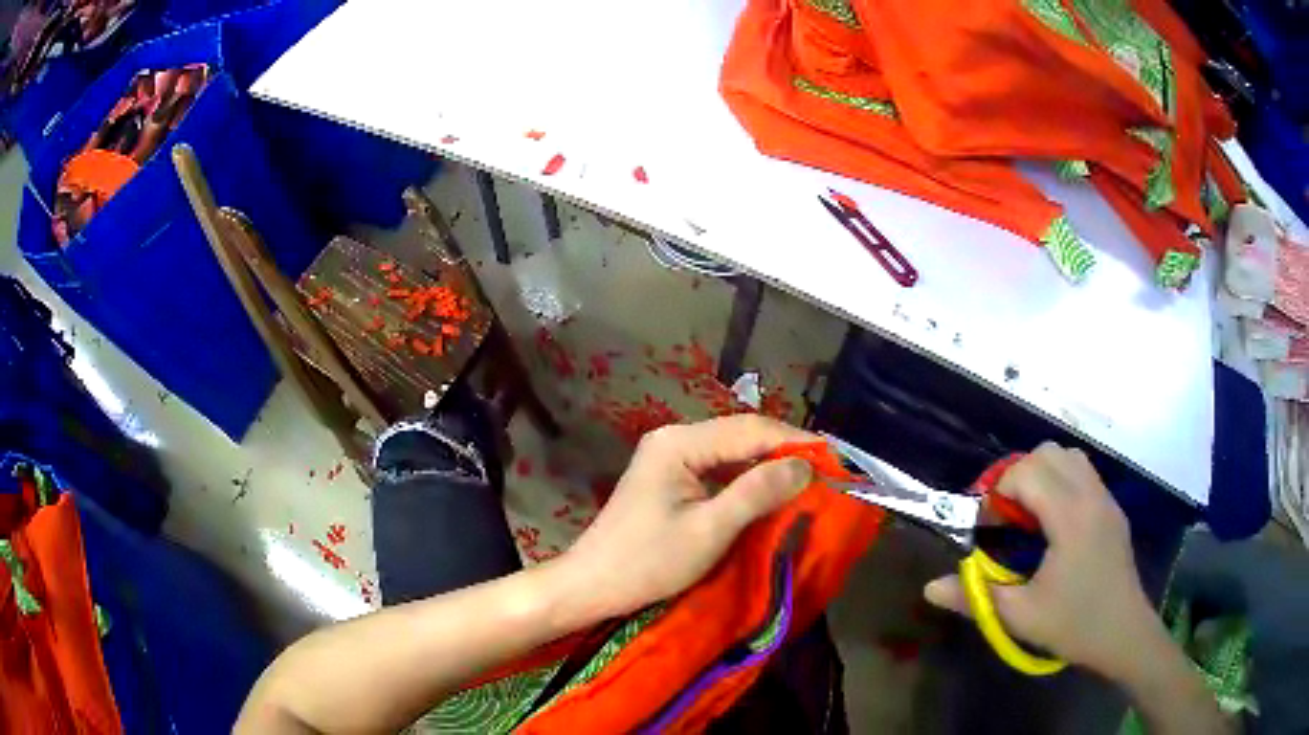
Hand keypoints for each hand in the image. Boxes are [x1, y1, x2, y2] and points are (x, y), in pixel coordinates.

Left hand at [556, 415, 814, 618]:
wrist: (592, 586)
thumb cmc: (647, 562)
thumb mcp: (709, 530)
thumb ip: (757, 492)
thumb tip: (805, 465)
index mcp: (680, 442)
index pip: (751, 429)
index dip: (796, 441)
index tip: (835, 459)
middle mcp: (675, 438)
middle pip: (741, 436)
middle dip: (784, 452)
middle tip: (826, 472)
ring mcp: (669, 457)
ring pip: (732, 453)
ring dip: (767, 466)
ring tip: (807, 482)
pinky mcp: (669, 478)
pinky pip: (718, 470)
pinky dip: (746, 481)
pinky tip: (770, 493)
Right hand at [923, 443, 1162, 680]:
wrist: (1124, 633)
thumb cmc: (1073, 624)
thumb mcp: (1019, 616)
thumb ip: (974, 596)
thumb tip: (929, 587)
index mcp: (1070, 516)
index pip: (1027, 472)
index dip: (998, 492)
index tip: (986, 526)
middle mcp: (1091, 495)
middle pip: (1048, 453)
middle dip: (1017, 477)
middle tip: (1005, 518)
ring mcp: (1105, 499)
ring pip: (1069, 457)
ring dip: (1042, 475)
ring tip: (1029, 516)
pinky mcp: (1112, 509)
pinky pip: (1083, 473)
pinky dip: (1061, 482)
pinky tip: (1054, 524)